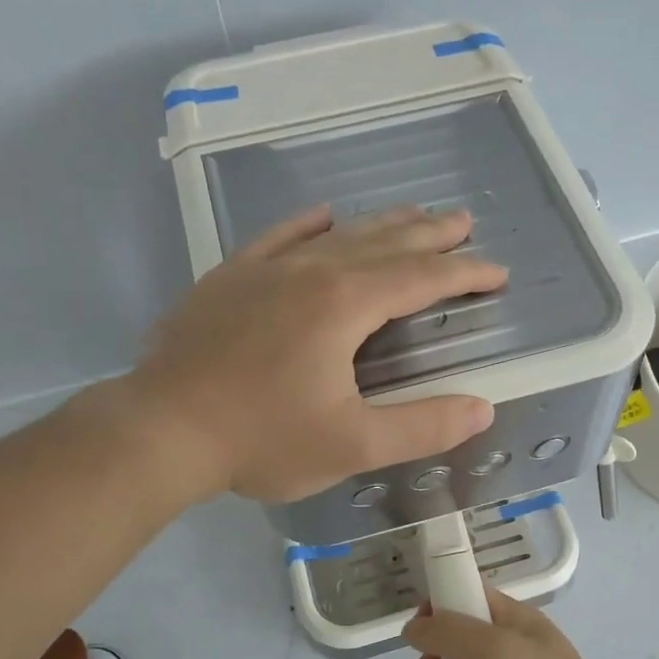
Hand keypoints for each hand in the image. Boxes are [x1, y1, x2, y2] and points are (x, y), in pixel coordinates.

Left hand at [126, 206, 506, 502]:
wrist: (162, 429)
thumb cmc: (261, 439)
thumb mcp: (352, 444)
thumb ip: (421, 426)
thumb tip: (481, 409)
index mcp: (345, 305)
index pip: (420, 278)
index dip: (464, 273)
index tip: (497, 272)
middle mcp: (310, 272)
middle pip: (383, 243)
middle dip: (429, 234)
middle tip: (463, 221)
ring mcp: (265, 269)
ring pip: (336, 235)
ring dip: (380, 224)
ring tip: (412, 214)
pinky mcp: (229, 278)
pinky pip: (278, 237)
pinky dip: (307, 224)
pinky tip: (322, 215)